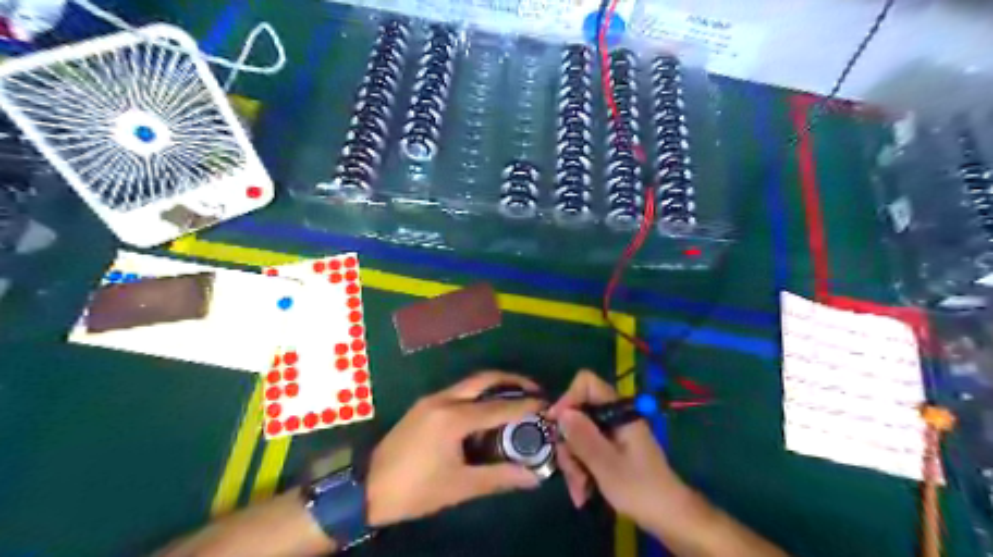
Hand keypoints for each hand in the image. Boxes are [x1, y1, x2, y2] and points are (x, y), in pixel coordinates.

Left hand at [369, 371, 547, 526]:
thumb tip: (533, 478)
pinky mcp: (424, 405)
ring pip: (470, 383)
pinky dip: (478, 395)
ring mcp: (431, 399)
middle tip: (533, 390)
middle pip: (484, 379)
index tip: (547, 404)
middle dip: (512, 380)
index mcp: (453, 418)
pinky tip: (486, 412)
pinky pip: (458, 392)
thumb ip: (499, 478)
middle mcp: (443, 399)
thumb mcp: (459, 486)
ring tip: (515, 399)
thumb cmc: (415, 489)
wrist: (366, 488)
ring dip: (494, 386)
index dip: (526, 405)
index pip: (499, 406)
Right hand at [547, 371, 687, 527]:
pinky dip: (580, 469)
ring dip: (573, 463)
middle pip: (577, 413)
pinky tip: (582, 492)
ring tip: (580, 491)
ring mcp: (611, 433)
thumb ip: (583, 437)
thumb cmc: (640, 489)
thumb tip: (561, 413)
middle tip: (570, 471)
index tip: (556, 424)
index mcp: (618, 412)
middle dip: (568, 444)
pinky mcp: (609, 449)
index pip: (587, 383)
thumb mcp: (607, 465)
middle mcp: (613, 417)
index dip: (568, 398)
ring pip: (578, 435)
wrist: (669, 517)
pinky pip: (585, 450)